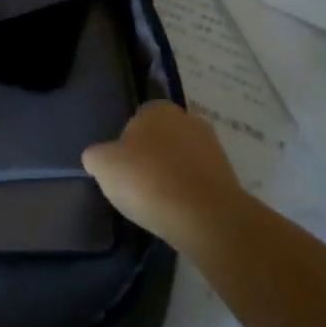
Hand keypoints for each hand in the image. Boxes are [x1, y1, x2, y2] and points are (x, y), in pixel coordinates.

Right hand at [81, 101, 246, 250]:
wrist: (205, 217)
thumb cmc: (147, 180)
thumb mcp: (103, 165)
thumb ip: (96, 156)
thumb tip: (99, 158)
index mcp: (157, 109)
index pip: (135, 121)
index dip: (126, 146)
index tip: (122, 170)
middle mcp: (188, 119)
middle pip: (161, 139)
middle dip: (151, 158)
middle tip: (138, 186)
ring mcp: (213, 147)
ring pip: (182, 160)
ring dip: (171, 176)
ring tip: (158, 203)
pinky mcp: (228, 177)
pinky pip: (198, 182)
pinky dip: (189, 193)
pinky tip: (179, 211)